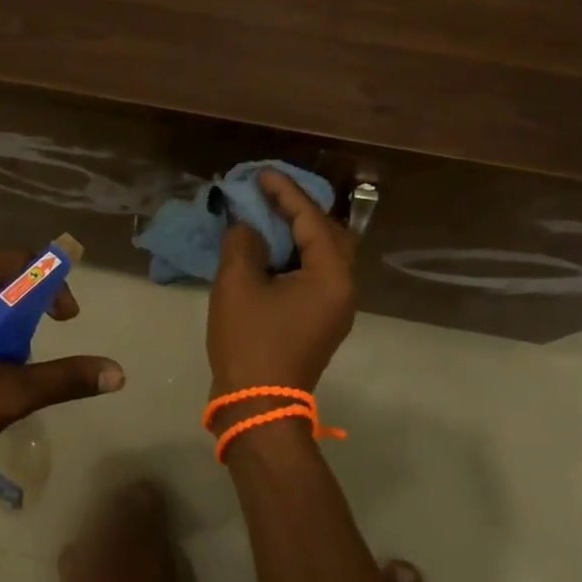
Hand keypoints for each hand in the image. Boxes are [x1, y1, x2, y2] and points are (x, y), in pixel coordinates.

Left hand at [0, 249, 124, 491]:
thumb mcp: (3, 399)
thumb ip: (59, 380)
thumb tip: (116, 372)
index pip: (6, 261)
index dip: (44, 277)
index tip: (66, 314)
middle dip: (33, 300)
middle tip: (54, 330)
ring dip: (15, 319)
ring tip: (24, 359)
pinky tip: (2, 367)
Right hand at [208, 171, 357, 396]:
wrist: (258, 407)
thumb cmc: (251, 341)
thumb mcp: (238, 283)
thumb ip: (244, 242)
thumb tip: (249, 228)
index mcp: (331, 275)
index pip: (312, 219)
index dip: (285, 192)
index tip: (261, 174)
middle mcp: (344, 288)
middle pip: (329, 233)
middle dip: (300, 208)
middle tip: (268, 192)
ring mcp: (335, 306)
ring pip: (324, 254)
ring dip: (298, 230)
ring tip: (268, 212)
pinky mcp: (321, 319)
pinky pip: (315, 272)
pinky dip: (295, 253)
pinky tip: (270, 246)